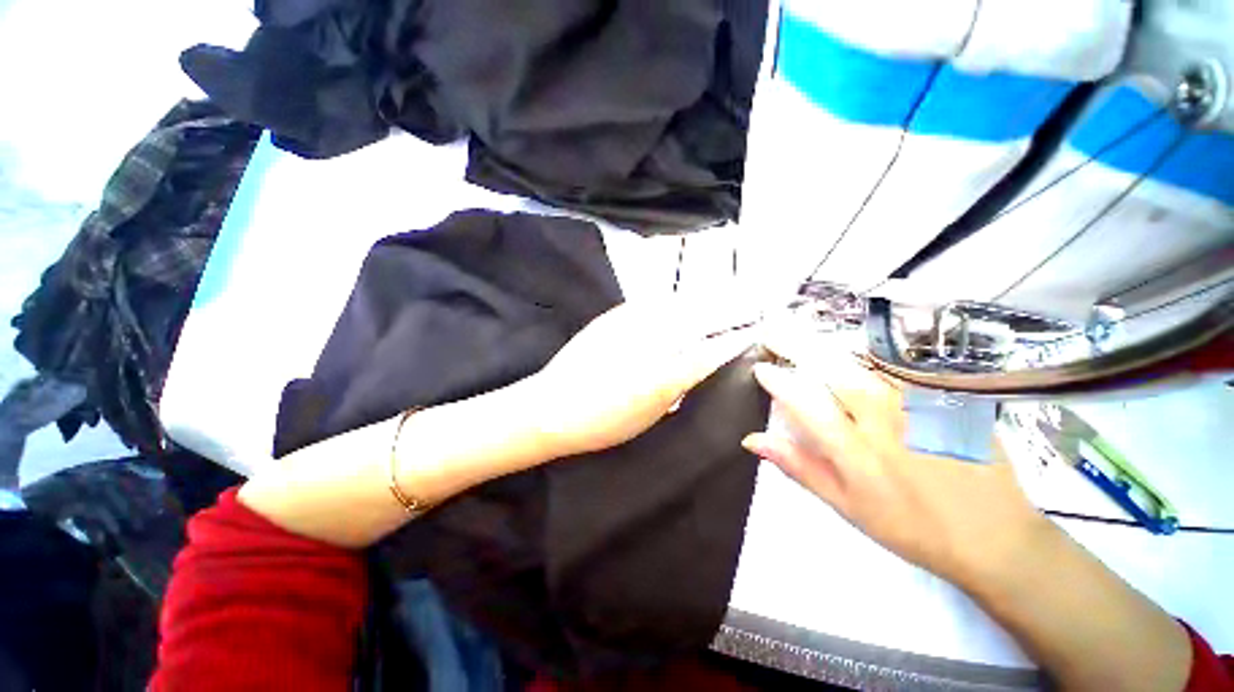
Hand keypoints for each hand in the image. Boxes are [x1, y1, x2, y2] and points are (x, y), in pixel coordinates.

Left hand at [527, 299, 756, 458]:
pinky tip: (680, 300)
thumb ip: (677, 388)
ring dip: (704, 299)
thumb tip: (697, 368)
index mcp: (665, 374)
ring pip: (679, 305)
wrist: (552, 407)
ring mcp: (631, 324)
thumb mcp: (650, 414)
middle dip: (729, 308)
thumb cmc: (602, 423)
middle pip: (701, 318)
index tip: (754, 331)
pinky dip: (673, 301)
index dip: (736, 339)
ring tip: (724, 294)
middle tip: (750, 302)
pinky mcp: (614, 316)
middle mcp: (653, 342)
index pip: (712, 350)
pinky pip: (652, 303)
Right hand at [741, 344, 1049, 586]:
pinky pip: (898, 365)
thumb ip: (798, 465)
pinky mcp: (945, 395)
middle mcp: (884, 419)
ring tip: (800, 328)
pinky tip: (851, 347)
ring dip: (827, 341)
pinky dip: (866, 352)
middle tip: (772, 327)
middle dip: (796, 344)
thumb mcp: (844, 505)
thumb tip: (752, 439)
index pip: (803, 402)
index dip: (777, 380)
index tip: (760, 366)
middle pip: (831, 368)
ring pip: (863, 358)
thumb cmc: (910, 526)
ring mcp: (919, 402)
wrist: (994, 536)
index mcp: (855, 451)